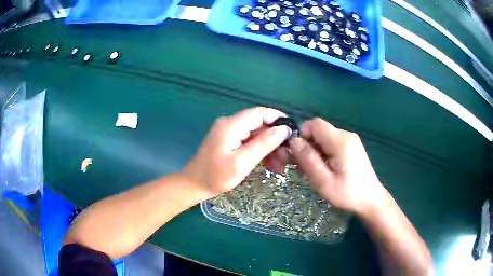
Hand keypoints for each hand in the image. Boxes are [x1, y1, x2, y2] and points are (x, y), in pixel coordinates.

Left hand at [183, 107, 289, 198]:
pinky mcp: (229, 141)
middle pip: (259, 124)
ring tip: (281, 165)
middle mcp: (230, 124)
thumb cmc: (216, 176)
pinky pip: (249, 142)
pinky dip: (260, 152)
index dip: (277, 118)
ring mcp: (229, 133)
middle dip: (275, 138)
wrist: (194, 185)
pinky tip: (270, 165)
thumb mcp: (242, 162)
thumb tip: (283, 129)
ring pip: (256, 135)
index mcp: (231, 125)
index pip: (259, 113)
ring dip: (269, 148)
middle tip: (288, 155)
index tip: (293, 130)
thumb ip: (263, 144)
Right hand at [289, 118, 386, 215]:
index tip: (296, 154)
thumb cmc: (347, 194)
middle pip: (319, 130)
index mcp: (340, 141)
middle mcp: (346, 135)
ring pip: (324, 137)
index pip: (314, 124)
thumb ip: (308, 159)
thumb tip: (294, 141)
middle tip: (300, 166)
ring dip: (314, 150)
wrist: (371, 200)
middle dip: (306, 145)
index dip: (301, 134)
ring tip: (310, 170)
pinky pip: (331, 143)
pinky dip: (322, 153)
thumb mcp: (323, 181)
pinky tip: (322, 168)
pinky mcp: (351, 147)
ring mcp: (350, 140)